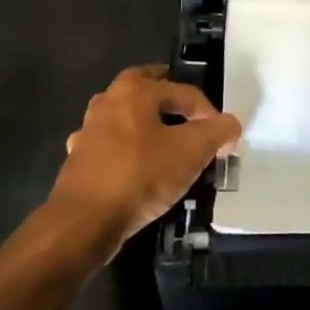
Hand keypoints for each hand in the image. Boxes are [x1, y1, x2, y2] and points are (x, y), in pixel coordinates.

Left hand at [48, 65, 240, 255]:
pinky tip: (137, 165)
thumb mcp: (192, 151)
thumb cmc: (141, 175)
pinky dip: (127, 149)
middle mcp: (107, 103)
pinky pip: (111, 146)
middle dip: (165, 93)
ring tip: (165, 137)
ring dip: (144, 122)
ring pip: (123, 117)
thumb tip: (229, 124)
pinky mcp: (79, 162)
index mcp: (135, 92)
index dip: (208, 111)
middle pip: (142, 88)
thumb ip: (217, 131)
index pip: (183, 91)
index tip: (222, 137)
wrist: (84, 222)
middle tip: (186, 107)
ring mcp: (88, 133)